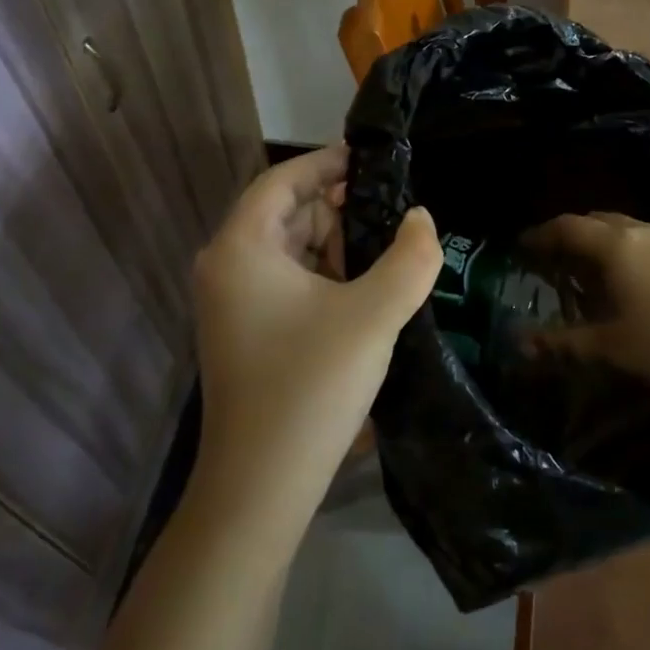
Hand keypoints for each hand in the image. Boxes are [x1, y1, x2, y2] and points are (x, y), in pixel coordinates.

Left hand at [192, 145, 440, 514]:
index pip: (283, 180)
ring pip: (291, 248)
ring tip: (389, 250)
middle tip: (395, 211)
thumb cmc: (311, 385)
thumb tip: (422, 219)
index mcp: (242, 248)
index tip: (375, 161)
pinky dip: (326, 275)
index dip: (327, 162)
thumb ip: (410, 257)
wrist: (260, 489)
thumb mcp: (374, 314)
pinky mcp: (247, 332)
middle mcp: (227, 267)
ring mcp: (233, 303)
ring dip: (338, 243)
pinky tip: (365, 289)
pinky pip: (288, 281)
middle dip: (340, 207)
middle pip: (288, 212)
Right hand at [521, 212, 649, 413]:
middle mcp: (644, 231)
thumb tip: (522, 342)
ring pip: (626, 230)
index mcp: (618, 245)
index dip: (542, 234)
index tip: (522, 246)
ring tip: (590, 273)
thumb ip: (564, 341)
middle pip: (597, 221)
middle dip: (572, 235)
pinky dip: (629, 252)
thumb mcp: (613, 346)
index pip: (569, 227)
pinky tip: (633, 283)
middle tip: (553, 260)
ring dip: (602, 243)